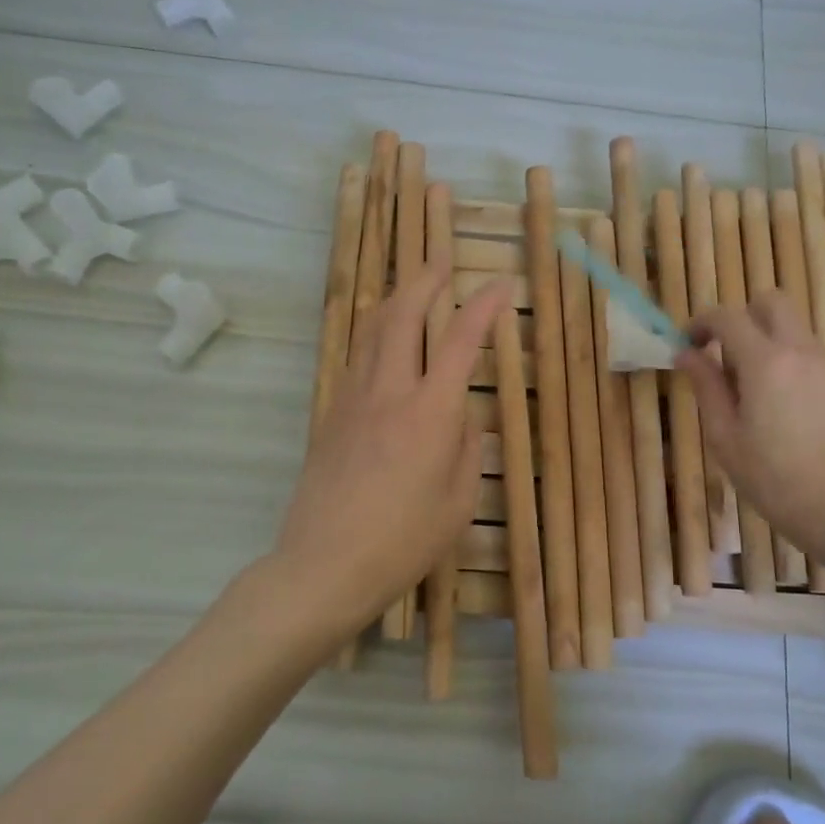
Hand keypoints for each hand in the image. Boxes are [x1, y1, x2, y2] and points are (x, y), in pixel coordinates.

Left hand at [269, 264, 509, 636]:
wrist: (322, 566)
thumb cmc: (402, 543)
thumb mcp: (458, 504)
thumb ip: (467, 450)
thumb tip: (463, 418)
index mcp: (430, 413)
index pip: (461, 341)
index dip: (484, 306)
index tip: (502, 285)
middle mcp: (389, 391)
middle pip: (403, 314)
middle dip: (425, 277)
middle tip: (441, 257)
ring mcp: (353, 399)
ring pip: (372, 329)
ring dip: (395, 299)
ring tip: (413, 286)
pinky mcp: (331, 414)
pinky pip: (357, 357)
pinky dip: (377, 333)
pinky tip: (386, 341)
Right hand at [676, 292, 824, 557]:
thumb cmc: (772, 477)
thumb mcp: (724, 435)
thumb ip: (705, 385)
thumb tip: (686, 353)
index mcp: (765, 361)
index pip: (727, 316)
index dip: (701, 322)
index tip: (688, 344)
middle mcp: (799, 351)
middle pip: (772, 301)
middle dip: (742, 316)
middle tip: (724, 352)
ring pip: (793, 328)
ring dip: (766, 340)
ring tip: (750, 387)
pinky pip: (809, 355)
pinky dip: (787, 362)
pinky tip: (780, 408)